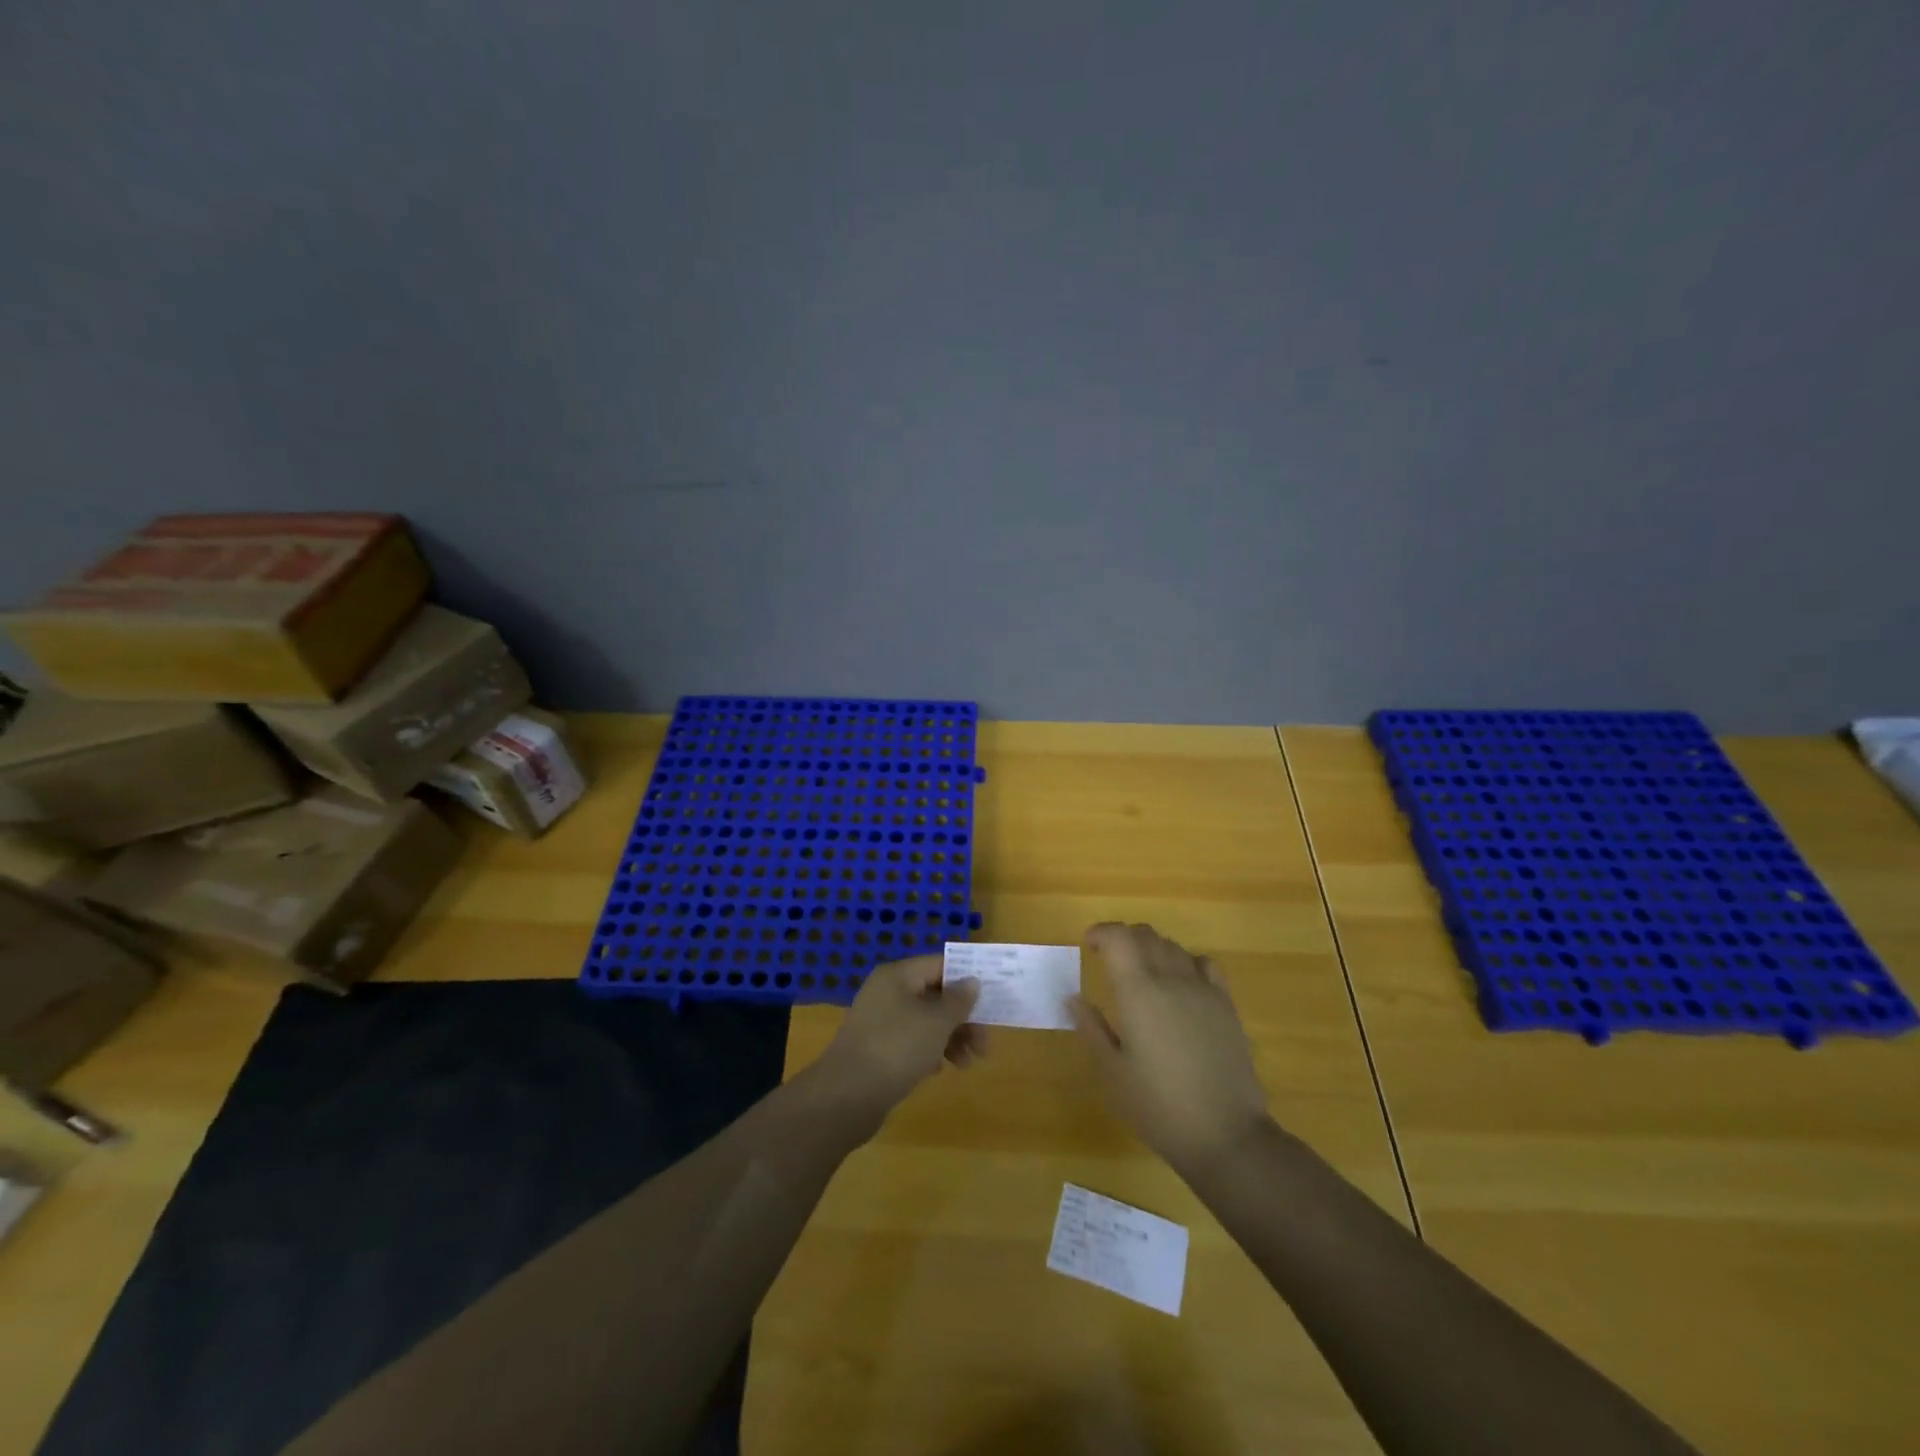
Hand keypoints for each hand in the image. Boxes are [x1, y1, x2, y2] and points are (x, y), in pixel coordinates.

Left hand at [814, 955, 984, 1125]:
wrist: (847, 1096)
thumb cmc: (897, 1048)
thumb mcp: (936, 1022)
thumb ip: (958, 1000)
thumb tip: (971, 981)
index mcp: (898, 975)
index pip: (940, 964)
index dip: (967, 978)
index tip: (992, 999)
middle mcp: (887, 992)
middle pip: (935, 995)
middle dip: (962, 1018)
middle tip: (984, 1044)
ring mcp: (879, 1020)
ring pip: (925, 1021)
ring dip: (950, 1038)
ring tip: (966, 1064)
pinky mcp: (876, 1048)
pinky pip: (911, 1041)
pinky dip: (929, 1051)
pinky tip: (938, 1070)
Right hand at [1070, 923, 1273, 1176]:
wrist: (1226, 1135)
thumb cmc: (1159, 1107)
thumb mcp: (1113, 1072)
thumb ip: (1092, 1028)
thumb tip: (1074, 999)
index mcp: (1138, 991)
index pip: (1118, 937)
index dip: (1101, 933)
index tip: (1088, 946)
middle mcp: (1171, 978)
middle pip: (1146, 934)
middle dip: (1123, 938)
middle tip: (1109, 960)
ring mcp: (1203, 989)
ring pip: (1173, 946)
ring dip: (1152, 948)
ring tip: (1141, 973)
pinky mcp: (1226, 1005)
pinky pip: (1204, 964)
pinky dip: (1185, 962)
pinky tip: (1181, 985)